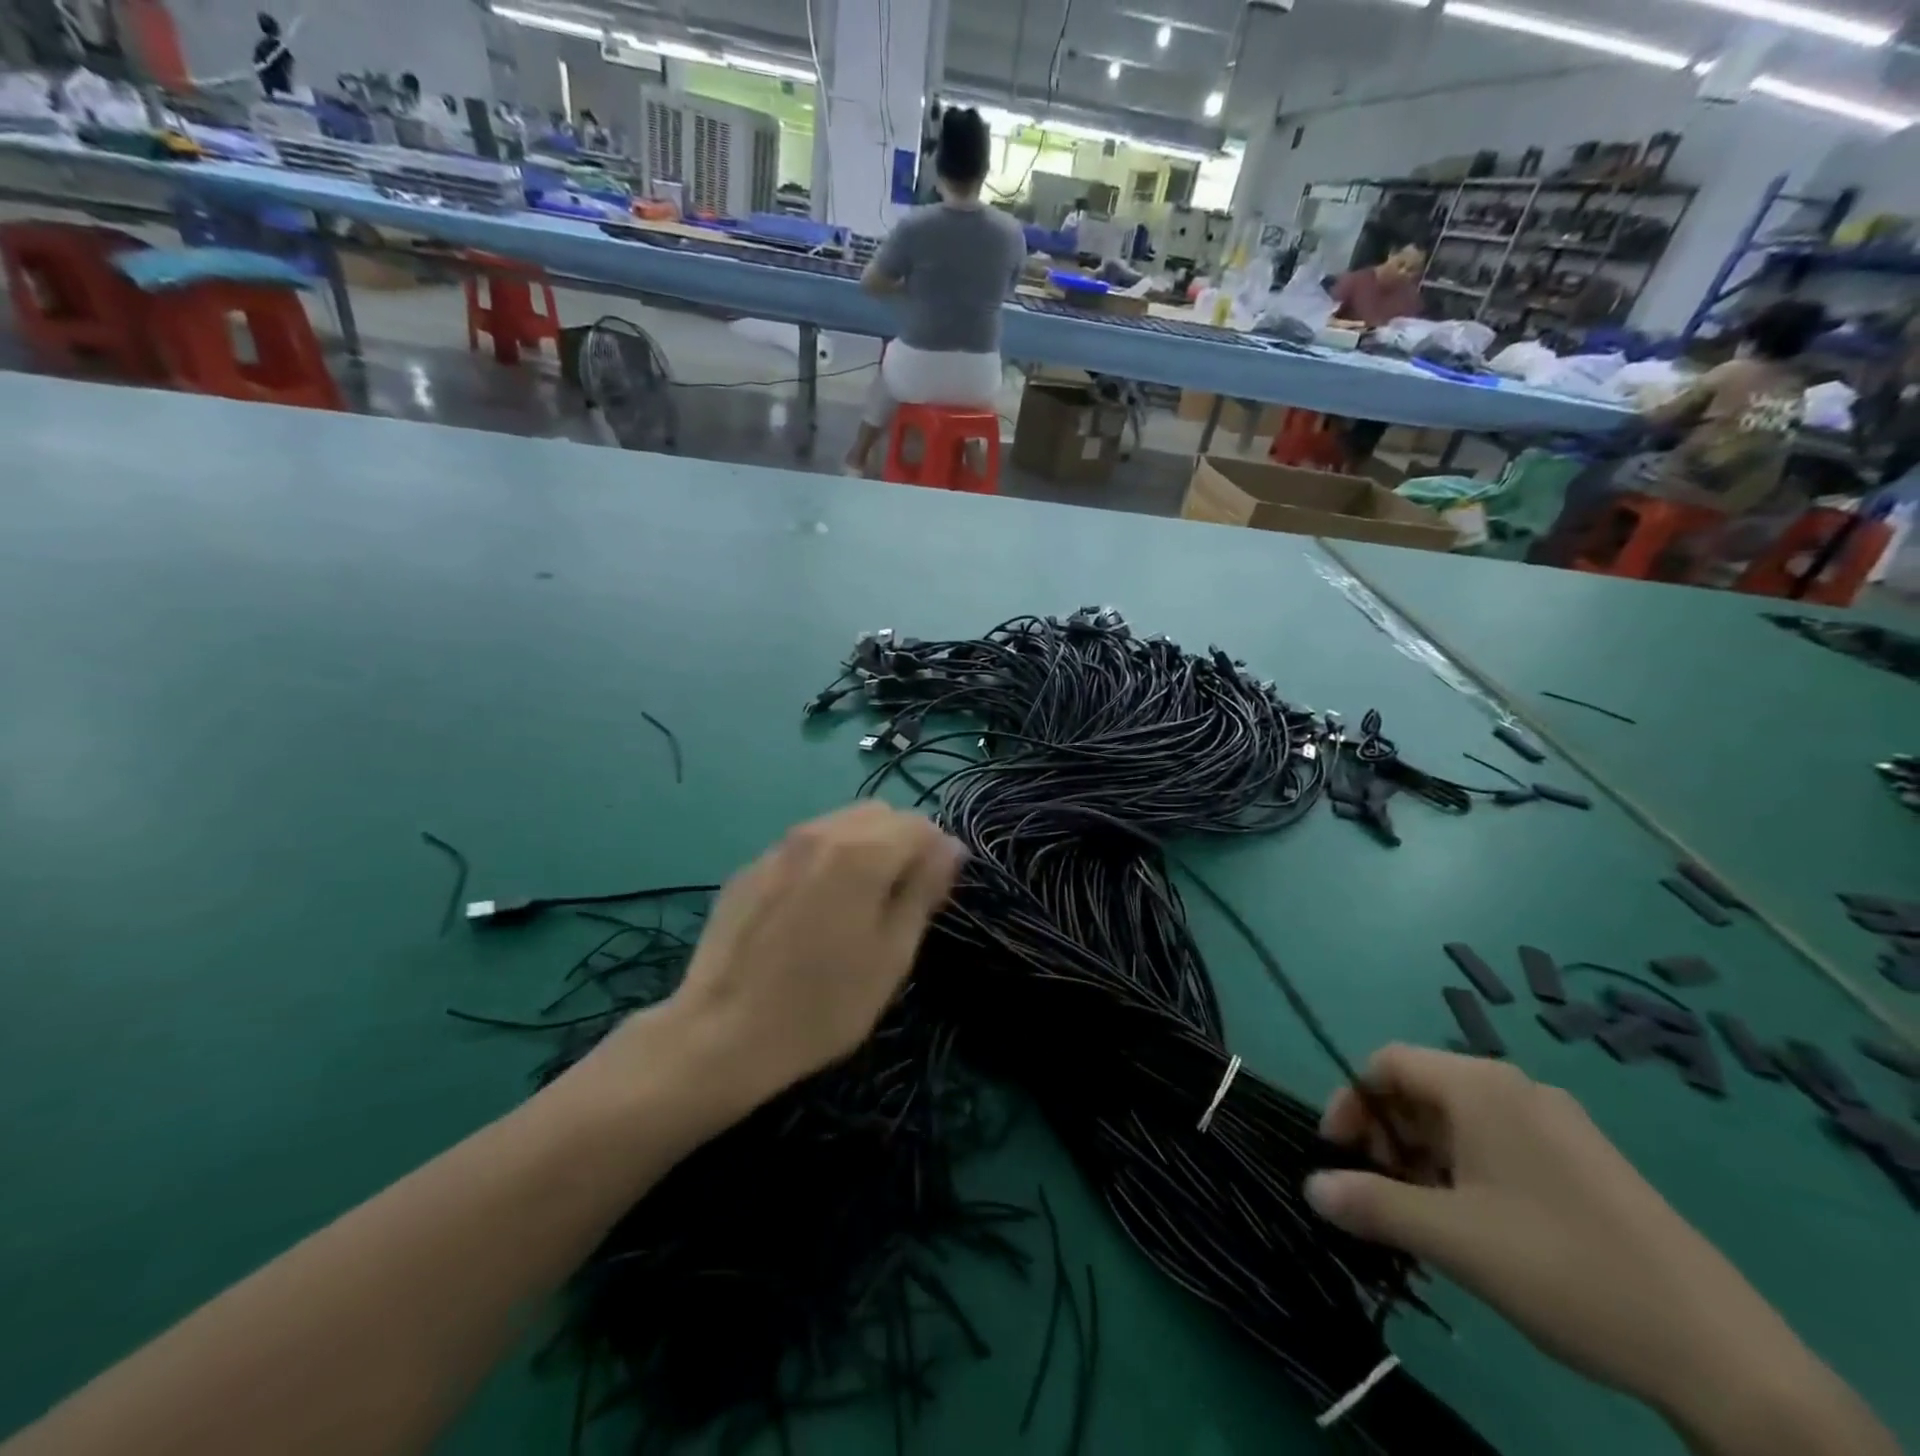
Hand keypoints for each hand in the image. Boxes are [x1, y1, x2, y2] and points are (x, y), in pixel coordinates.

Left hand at [591, 804, 964, 1116]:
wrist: (721, 1034)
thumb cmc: (824, 1004)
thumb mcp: (892, 954)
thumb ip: (923, 889)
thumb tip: (950, 846)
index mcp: (861, 851)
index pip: (919, 823)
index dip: (935, 854)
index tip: (930, 897)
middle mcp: (819, 832)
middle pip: (878, 814)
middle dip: (899, 844)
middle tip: (895, 901)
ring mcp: (778, 847)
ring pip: (838, 825)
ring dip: (861, 848)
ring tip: (852, 906)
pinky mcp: (749, 868)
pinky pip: (802, 847)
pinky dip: (822, 862)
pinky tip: (808, 914)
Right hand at [1305, 1046, 1895, 1455]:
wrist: (1722, 1354)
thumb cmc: (1563, 1268)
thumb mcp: (1452, 1239)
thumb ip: (1371, 1204)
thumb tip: (1310, 1187)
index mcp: (1481, 1086)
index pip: (1387, 1062)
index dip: (1351, 1101)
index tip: (1338, 1155)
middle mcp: (1516, 1088)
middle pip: (1423, 1090)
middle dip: (1387, 1135)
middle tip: (1380, 1194)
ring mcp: (1557, 1124)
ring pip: (1460, 1121)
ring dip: (1424, 1159)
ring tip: (1424, 1219)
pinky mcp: (1585, 1162)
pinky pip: (1500, 1144)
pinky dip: (1466, 1172)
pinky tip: (1476, 1227)